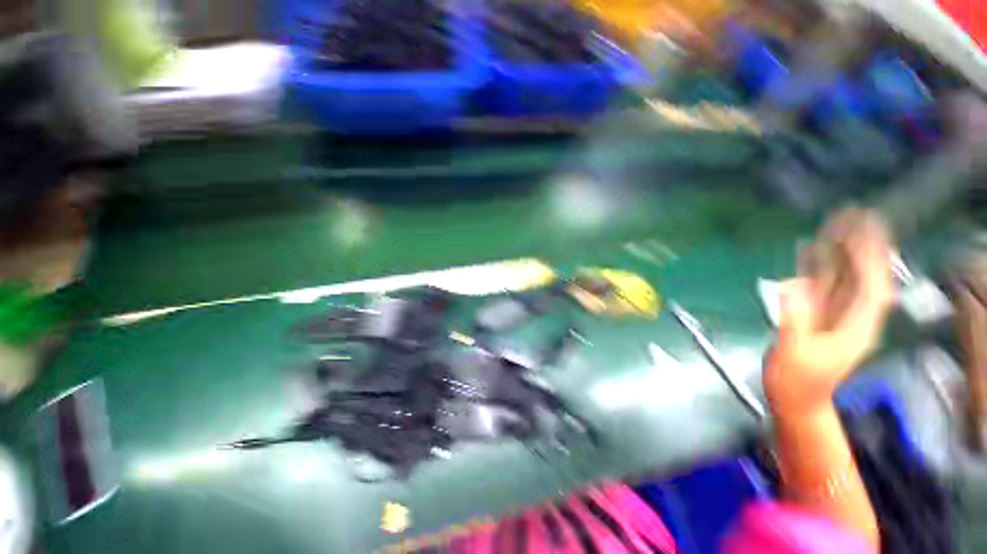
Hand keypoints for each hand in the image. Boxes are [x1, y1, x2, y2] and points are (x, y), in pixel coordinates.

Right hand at [765, 209, 895, 415]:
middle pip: (862, 276)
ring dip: (841, 252)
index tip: (866, 229)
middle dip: (861, 246)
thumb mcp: (795, 354)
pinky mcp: (818, 315)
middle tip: (854, 216)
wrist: (795, 401)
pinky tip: (811, 252)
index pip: (871, 285)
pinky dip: (818, 267)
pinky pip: (821, 286)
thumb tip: (793, 286)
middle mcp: (853, 316)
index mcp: (857, 327)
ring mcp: (835, 315)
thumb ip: (795, 321)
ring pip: (843, 278)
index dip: (871, 256)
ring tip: (834, 226)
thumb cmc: (797, 383)